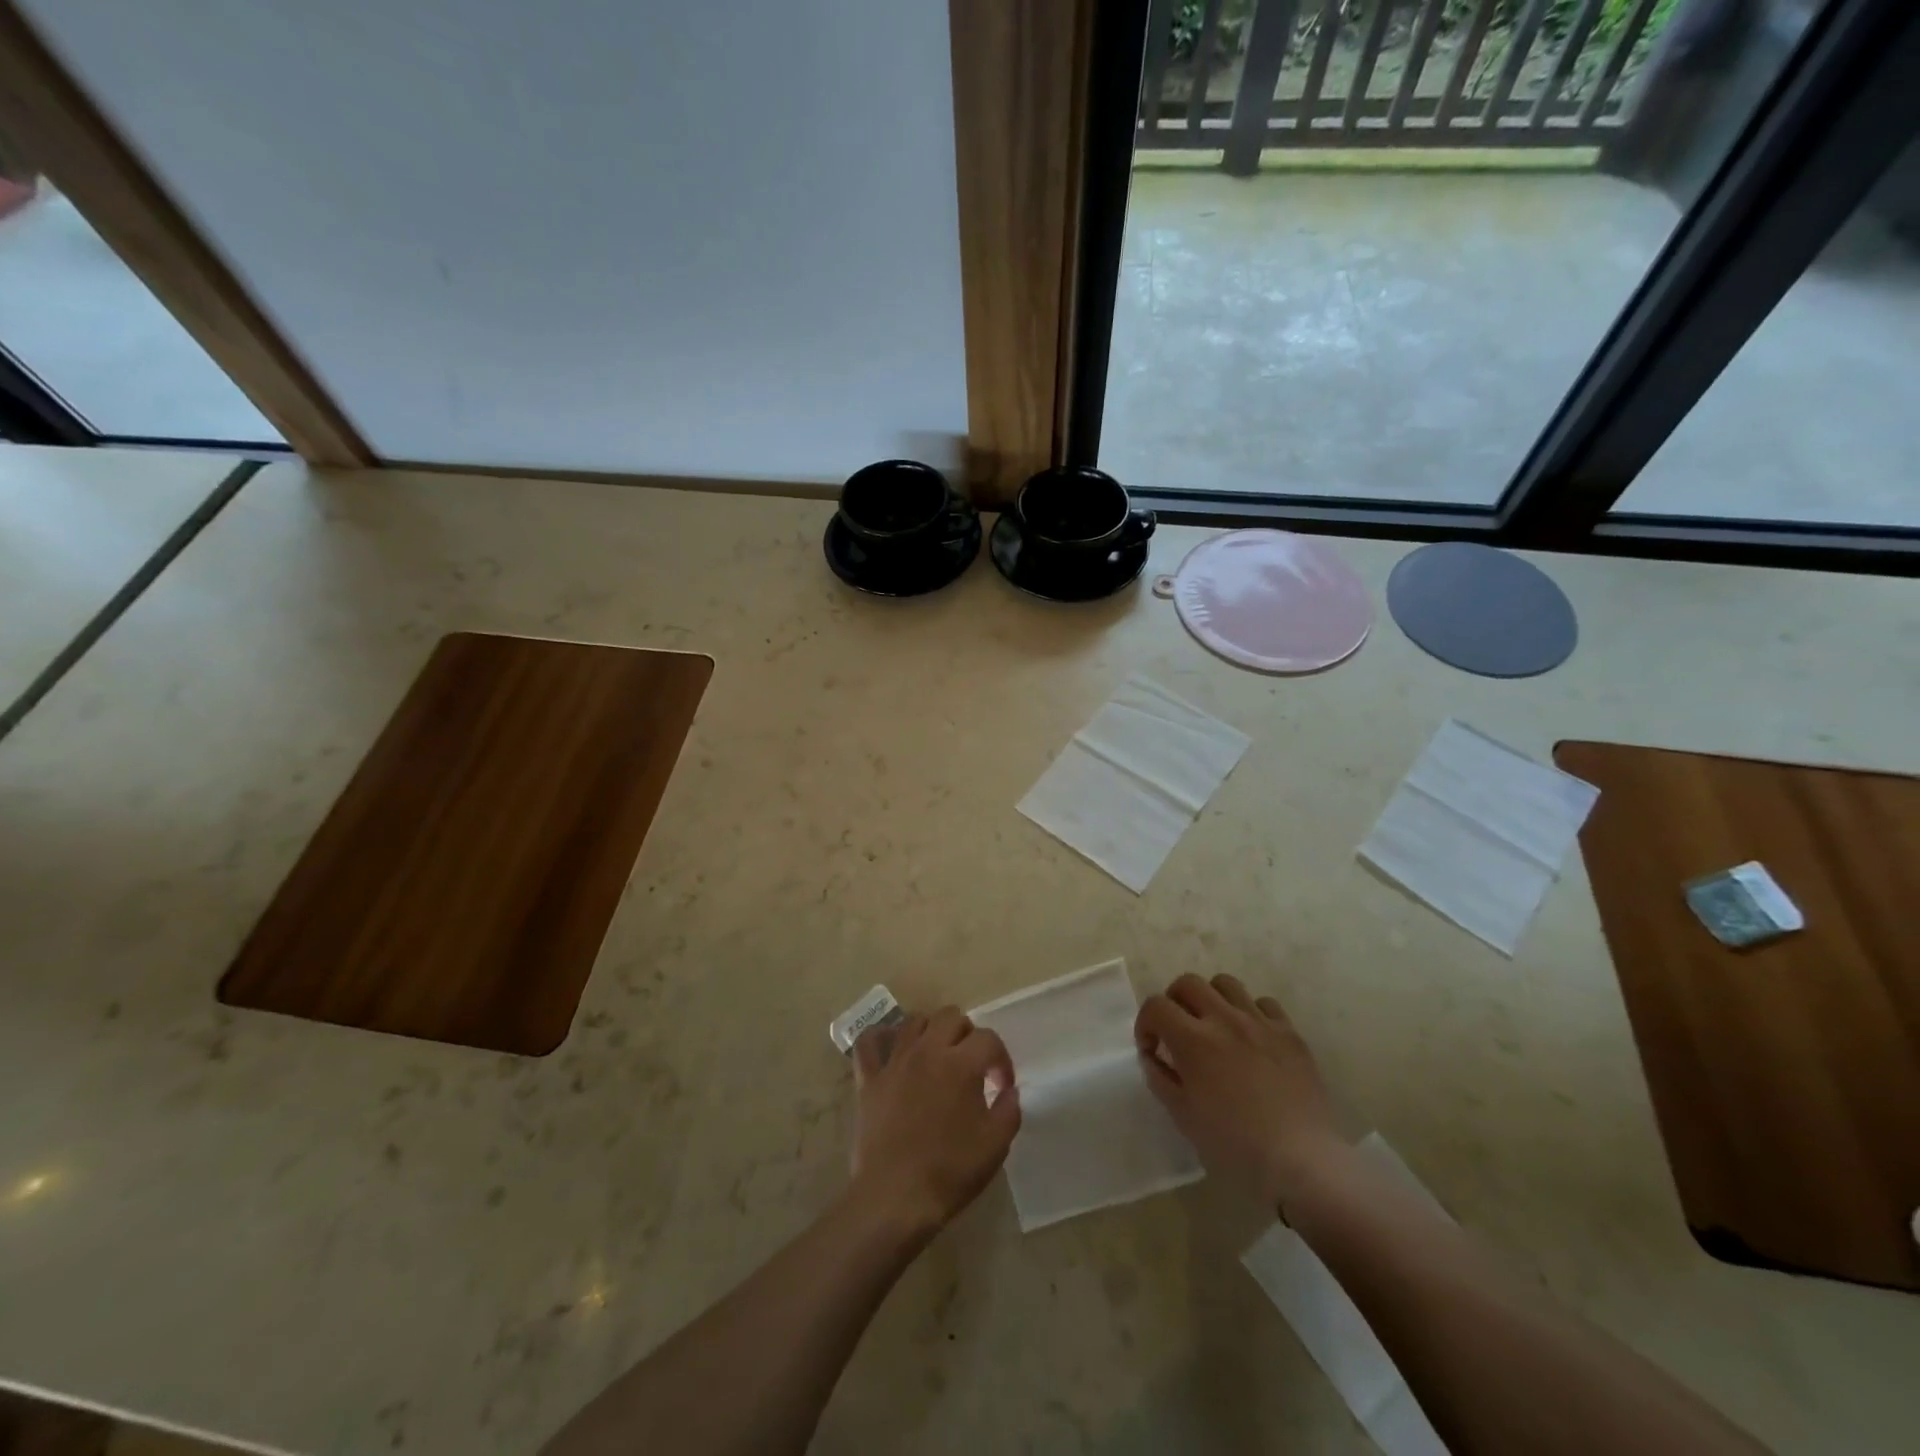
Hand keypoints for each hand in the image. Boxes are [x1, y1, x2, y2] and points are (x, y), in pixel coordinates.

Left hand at [850, 1008, 1020, 1238]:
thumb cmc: (950, 1172)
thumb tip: (1009, 1091)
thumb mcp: (995, 1145)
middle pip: (952, 1017)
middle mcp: (927, 1051)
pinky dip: (881, 1038)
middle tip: (972, 1066)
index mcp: (961, 1064)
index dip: (1001, 1059)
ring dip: (932, 1031)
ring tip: (938, 1056)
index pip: (989, 1039)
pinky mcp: (869, 1077)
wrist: (895, 1197)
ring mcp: (895, 1061)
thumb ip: (1009, 1110)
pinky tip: (893, 1049)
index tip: (1002, 1086)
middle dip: (968, 1036)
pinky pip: (869, 1041)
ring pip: (915, 1020)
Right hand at [1135, 974, 1341, 1211]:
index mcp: (1193, 1040)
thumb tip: (1152, 1057)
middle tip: (1177, 1030)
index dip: (1145, 1023)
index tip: (1151, 1049)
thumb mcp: (1184, 1117)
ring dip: (1211, 999)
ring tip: (1214, 1026)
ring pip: (1226, 984)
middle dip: (1174, 1001)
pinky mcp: (1290, 1033)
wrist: (1303, 1160)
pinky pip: (1264, 1004)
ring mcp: (1260, 1022)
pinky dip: (1250, 1013)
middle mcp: (1224, 1019)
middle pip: (1188, 983)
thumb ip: (1161, 1079)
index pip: (1156, 1006)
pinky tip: (1252, 1039)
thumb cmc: (1236, 1145)